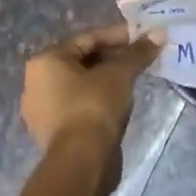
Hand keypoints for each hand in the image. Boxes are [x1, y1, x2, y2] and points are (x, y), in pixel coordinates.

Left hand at [22, 25, 163, 162]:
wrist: (82, 162)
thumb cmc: (94, 106)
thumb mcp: (119, 74)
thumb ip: (138, 52)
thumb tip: (160, 33)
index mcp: (45, 62)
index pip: (87, 39)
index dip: (118, 35)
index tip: (143, 36)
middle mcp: (36, 83)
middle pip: (83, 60)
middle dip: (114, 56)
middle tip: (141, 56)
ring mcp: (43, 111)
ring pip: (82, 84)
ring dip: (108, 78)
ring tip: (136, 76)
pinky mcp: (55, 132)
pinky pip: (80, 104)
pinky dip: (100, 97)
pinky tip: (122, 99)